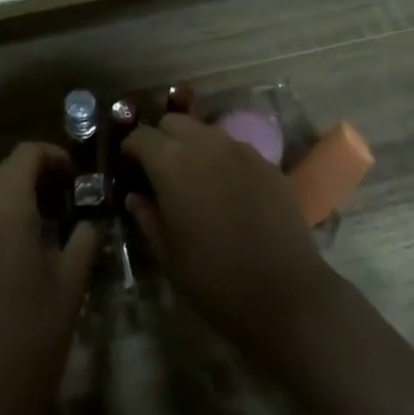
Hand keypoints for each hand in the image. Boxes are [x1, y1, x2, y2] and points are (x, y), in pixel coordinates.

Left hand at [0, 143, 99, 414]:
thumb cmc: (34, 336)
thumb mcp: (72, 282)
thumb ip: (85, 236)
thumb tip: (94, 215)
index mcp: (4, 209)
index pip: (26, 155)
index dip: (55, 157)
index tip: (79, 181)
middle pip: (7, 171)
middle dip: (39, 175)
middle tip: (71, 200)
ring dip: (20, 196)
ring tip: (52, 223)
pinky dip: (2, 218)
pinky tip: (25, 248)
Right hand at [123, 114, 337, 365]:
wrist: (285, 293)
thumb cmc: (214, 278)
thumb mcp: (167, 254)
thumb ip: (146, 217)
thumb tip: (135, 197)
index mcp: (171, 162)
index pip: (141, 136)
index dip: (130, 149)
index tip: (128, 168)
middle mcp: (204, 143)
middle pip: (174, 121)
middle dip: (161, 139)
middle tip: (159, 170)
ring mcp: (239, 149)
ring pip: (205, 131)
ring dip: (192, 145)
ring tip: (193, 178)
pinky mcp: (266, 162)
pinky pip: (234, 148)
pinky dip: (222, 159)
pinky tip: (226, 190)